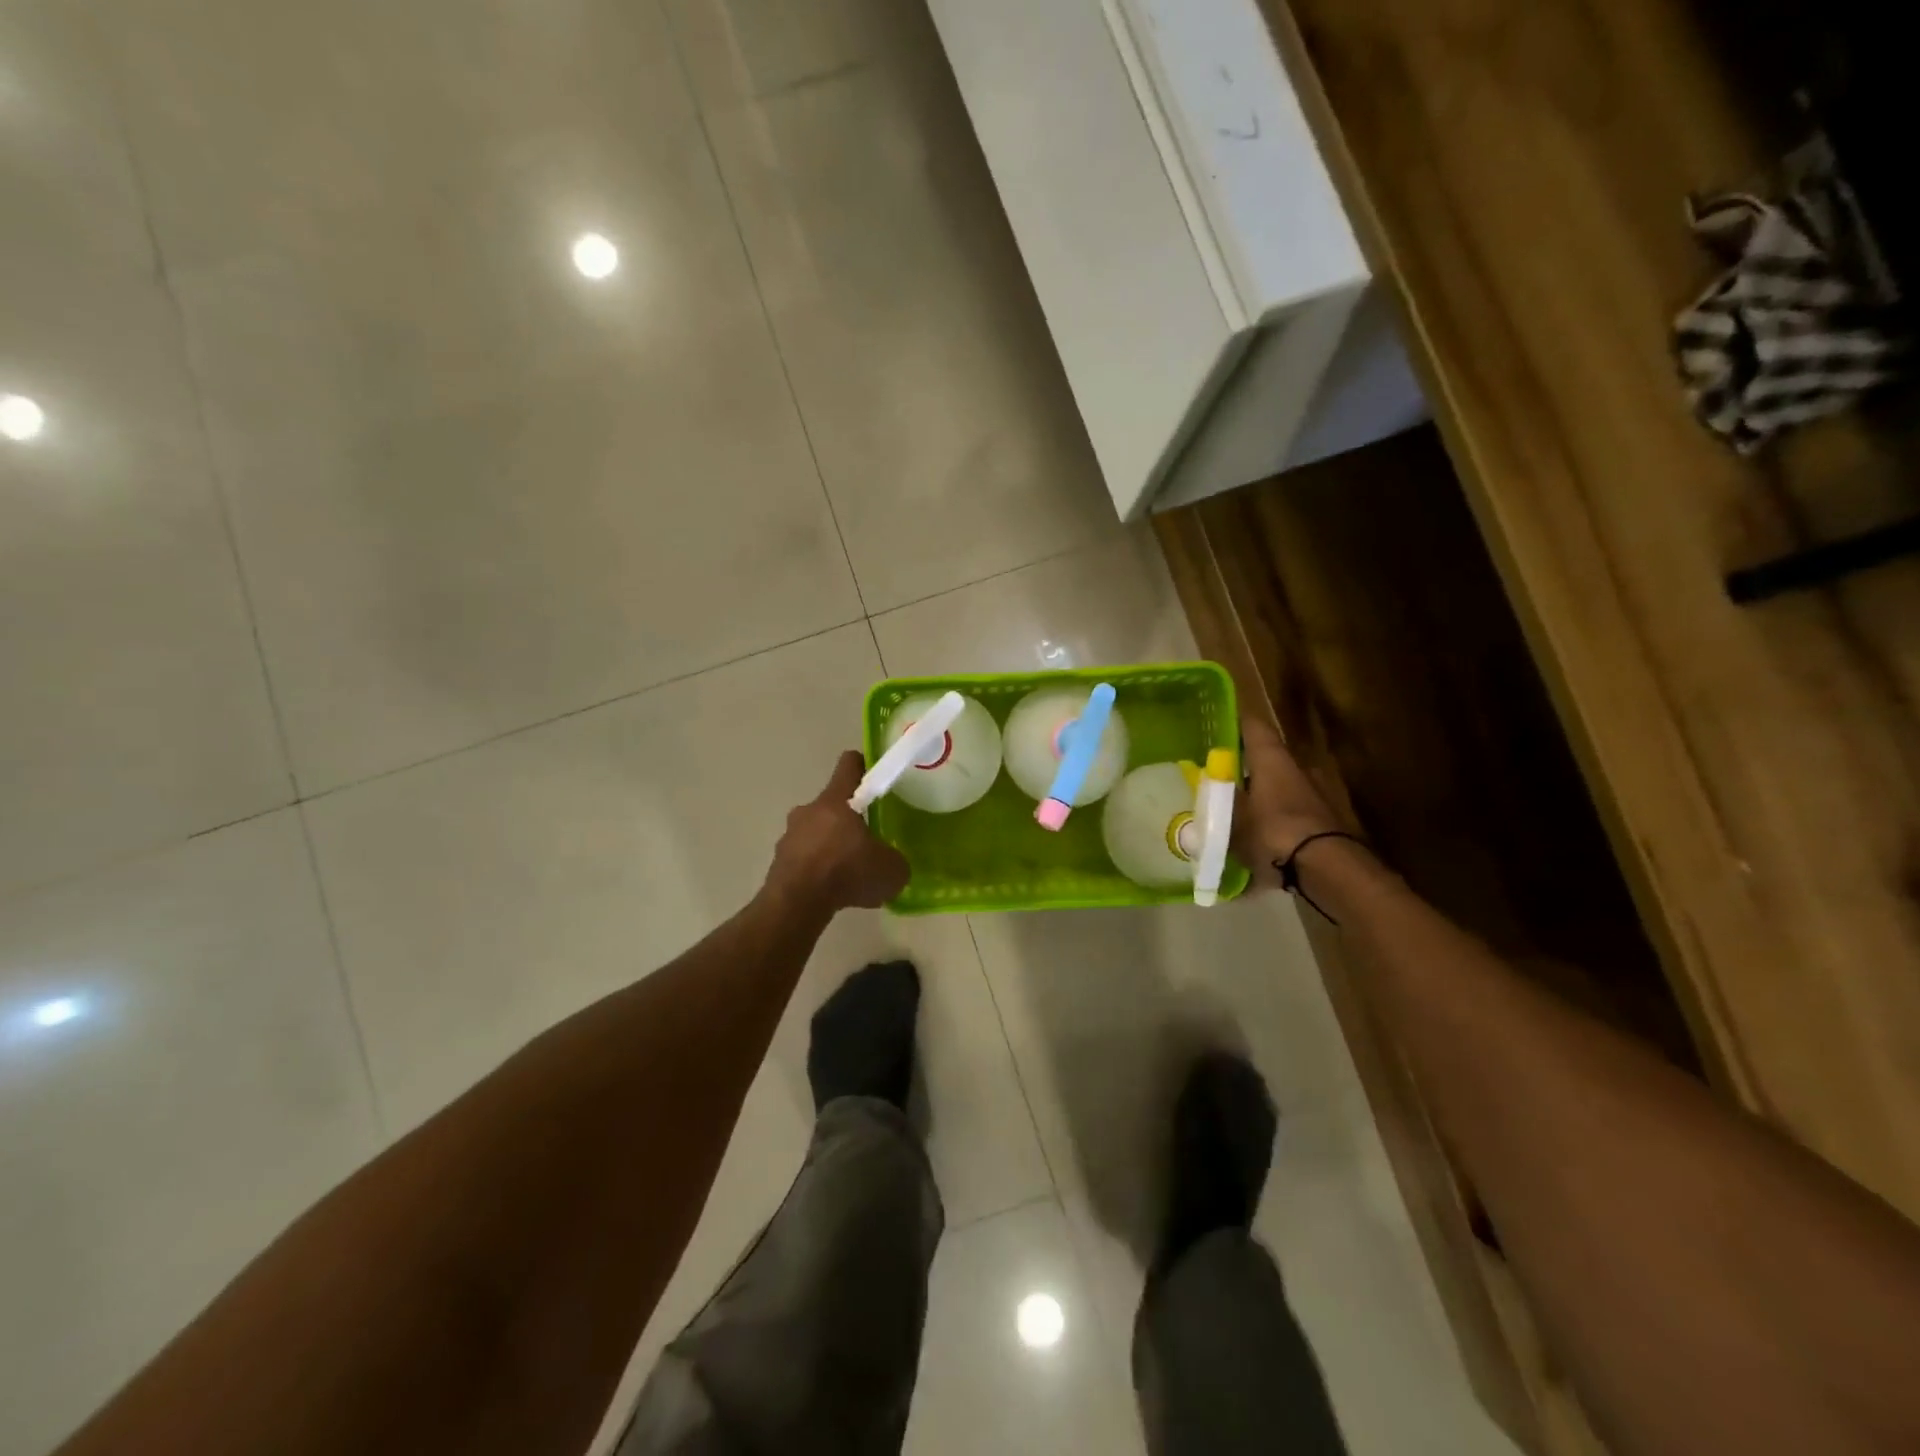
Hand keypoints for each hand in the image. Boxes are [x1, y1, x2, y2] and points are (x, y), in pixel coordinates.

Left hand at [765, 751, 910, 913]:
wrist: (796, 905)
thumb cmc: (846, 873)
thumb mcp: (890, 870)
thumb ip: (895, 860)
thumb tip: (892, 862)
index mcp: (836, 800)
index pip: (849, 764)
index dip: (864, 766)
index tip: (875, 777)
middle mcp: (809, 810)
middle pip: (832, 803)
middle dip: (849, 818)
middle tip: (867, 840)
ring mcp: (789, 835)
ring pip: (815, 830)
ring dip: (830, 844)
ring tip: (848, 871)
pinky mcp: (779, 860)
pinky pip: (804, 856)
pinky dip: (816, 867)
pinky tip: (830, 889)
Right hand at [1233, 715, 1343, 890]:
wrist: (1326, 868)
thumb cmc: (1272, 831)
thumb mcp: (1231, 819)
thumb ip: (1217, 804)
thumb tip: (1205, 791)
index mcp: (1273, 759)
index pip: (1254, 727)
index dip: (1237, 723)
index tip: (1220, 723)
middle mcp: (1297, 769)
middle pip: (1269, 760)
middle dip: (1247, 768)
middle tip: (1223, 780)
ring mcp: (1317, 794)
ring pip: (1281, 787)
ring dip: (1263, 796)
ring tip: (1239, 814)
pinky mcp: (1327, 821)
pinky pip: (1293, 814)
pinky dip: (1277, 820)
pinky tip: (1260, 840)